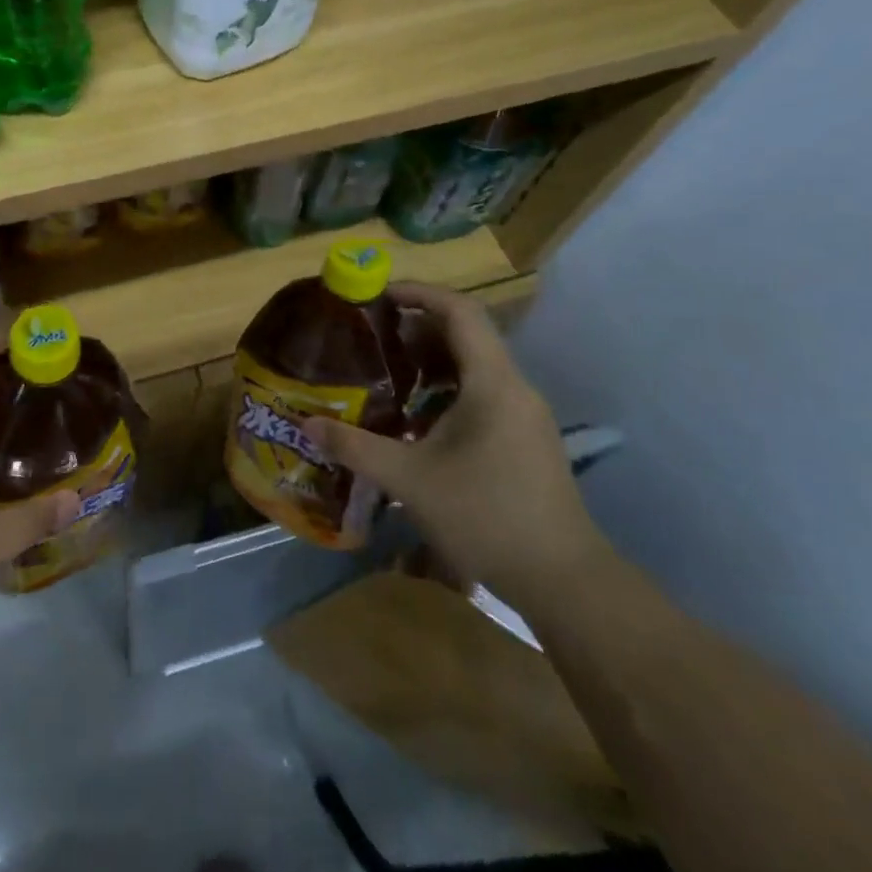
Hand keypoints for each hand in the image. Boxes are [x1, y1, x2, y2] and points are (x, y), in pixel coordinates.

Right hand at [302, 281, 607, 609]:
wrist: (563, 579)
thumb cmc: (485, 516)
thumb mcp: (409, 480)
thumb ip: (355, 447)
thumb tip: (308, 424)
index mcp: (492, 382)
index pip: (460, 311)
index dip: (419, 292)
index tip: (377, 293)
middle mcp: (514, 387)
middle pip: (467, 334)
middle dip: (416, 326)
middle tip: (370, 334)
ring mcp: (524, 414)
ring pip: (475, 365)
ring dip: (431, 360)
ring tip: (385, 370)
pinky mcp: (525, 438)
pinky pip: (482, 392)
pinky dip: (447, 388)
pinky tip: (417, 416)